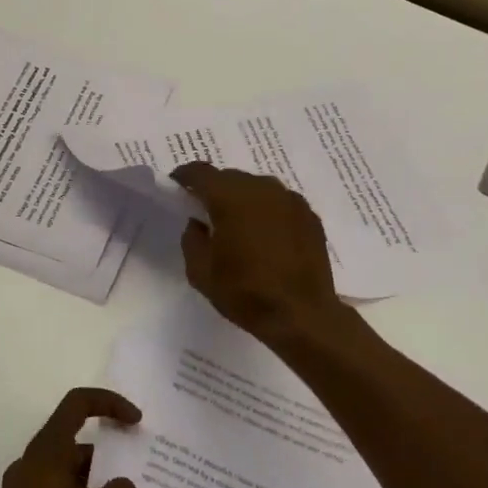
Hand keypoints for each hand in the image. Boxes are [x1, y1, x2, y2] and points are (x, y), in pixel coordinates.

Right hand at [173, 163, 341, 340]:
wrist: (302, 315)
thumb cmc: (245, 293)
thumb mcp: (200, 272)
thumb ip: (192, 240)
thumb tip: (198, 224)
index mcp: (230, 197)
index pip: (200, 172)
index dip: (185, 176)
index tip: (177, 187)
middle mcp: (262, 188)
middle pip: (230, 177)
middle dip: (215, 190)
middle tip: (207, 214)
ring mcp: (290, 200)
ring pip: (258, 188)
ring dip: (244, 200)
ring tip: (240, 226)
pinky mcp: (310, 215)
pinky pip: (280, 203)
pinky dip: (268, 212)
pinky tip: (267, 237)